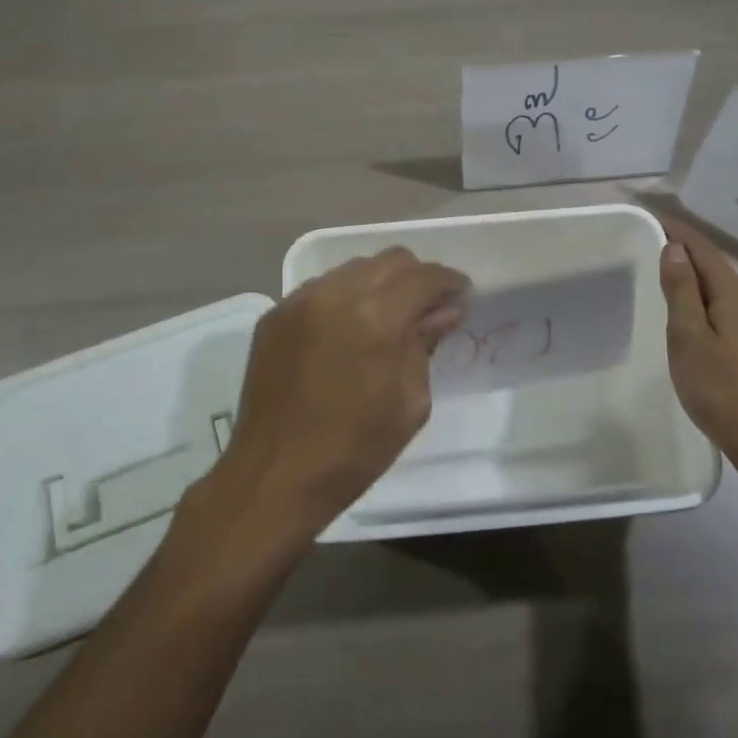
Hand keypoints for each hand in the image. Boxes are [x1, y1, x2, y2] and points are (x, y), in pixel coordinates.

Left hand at [211, 247, 468, 547]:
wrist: (275, 476)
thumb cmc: (354, 449)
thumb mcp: (409, 402)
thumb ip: (425, 345)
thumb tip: (443, 311)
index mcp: (375, 318)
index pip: (423, 277)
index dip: (449, 282)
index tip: (463, 295)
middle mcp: (335, 294)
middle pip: (389, 261)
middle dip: (417, 277)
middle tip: (429, 305)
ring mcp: (299, 301)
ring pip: (354, 269)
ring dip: (380, 283)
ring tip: (389, 315)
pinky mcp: (275, 315)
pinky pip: (321, 288)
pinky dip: (345, 297)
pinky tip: (349, 328)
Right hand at [658, 215, 737, 468]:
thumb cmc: (719, 388)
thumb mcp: (689, 337)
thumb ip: (682, 290)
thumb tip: (676, 249)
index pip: (705, 251)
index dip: (679, 231)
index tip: (654, 215)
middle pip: (717, 268)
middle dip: (687, 253)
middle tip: (654, 242)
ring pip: (724, 290)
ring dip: (697, 279)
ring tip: (668, 275)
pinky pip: (731, 309)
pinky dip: (708, 301)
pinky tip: (695, 313)